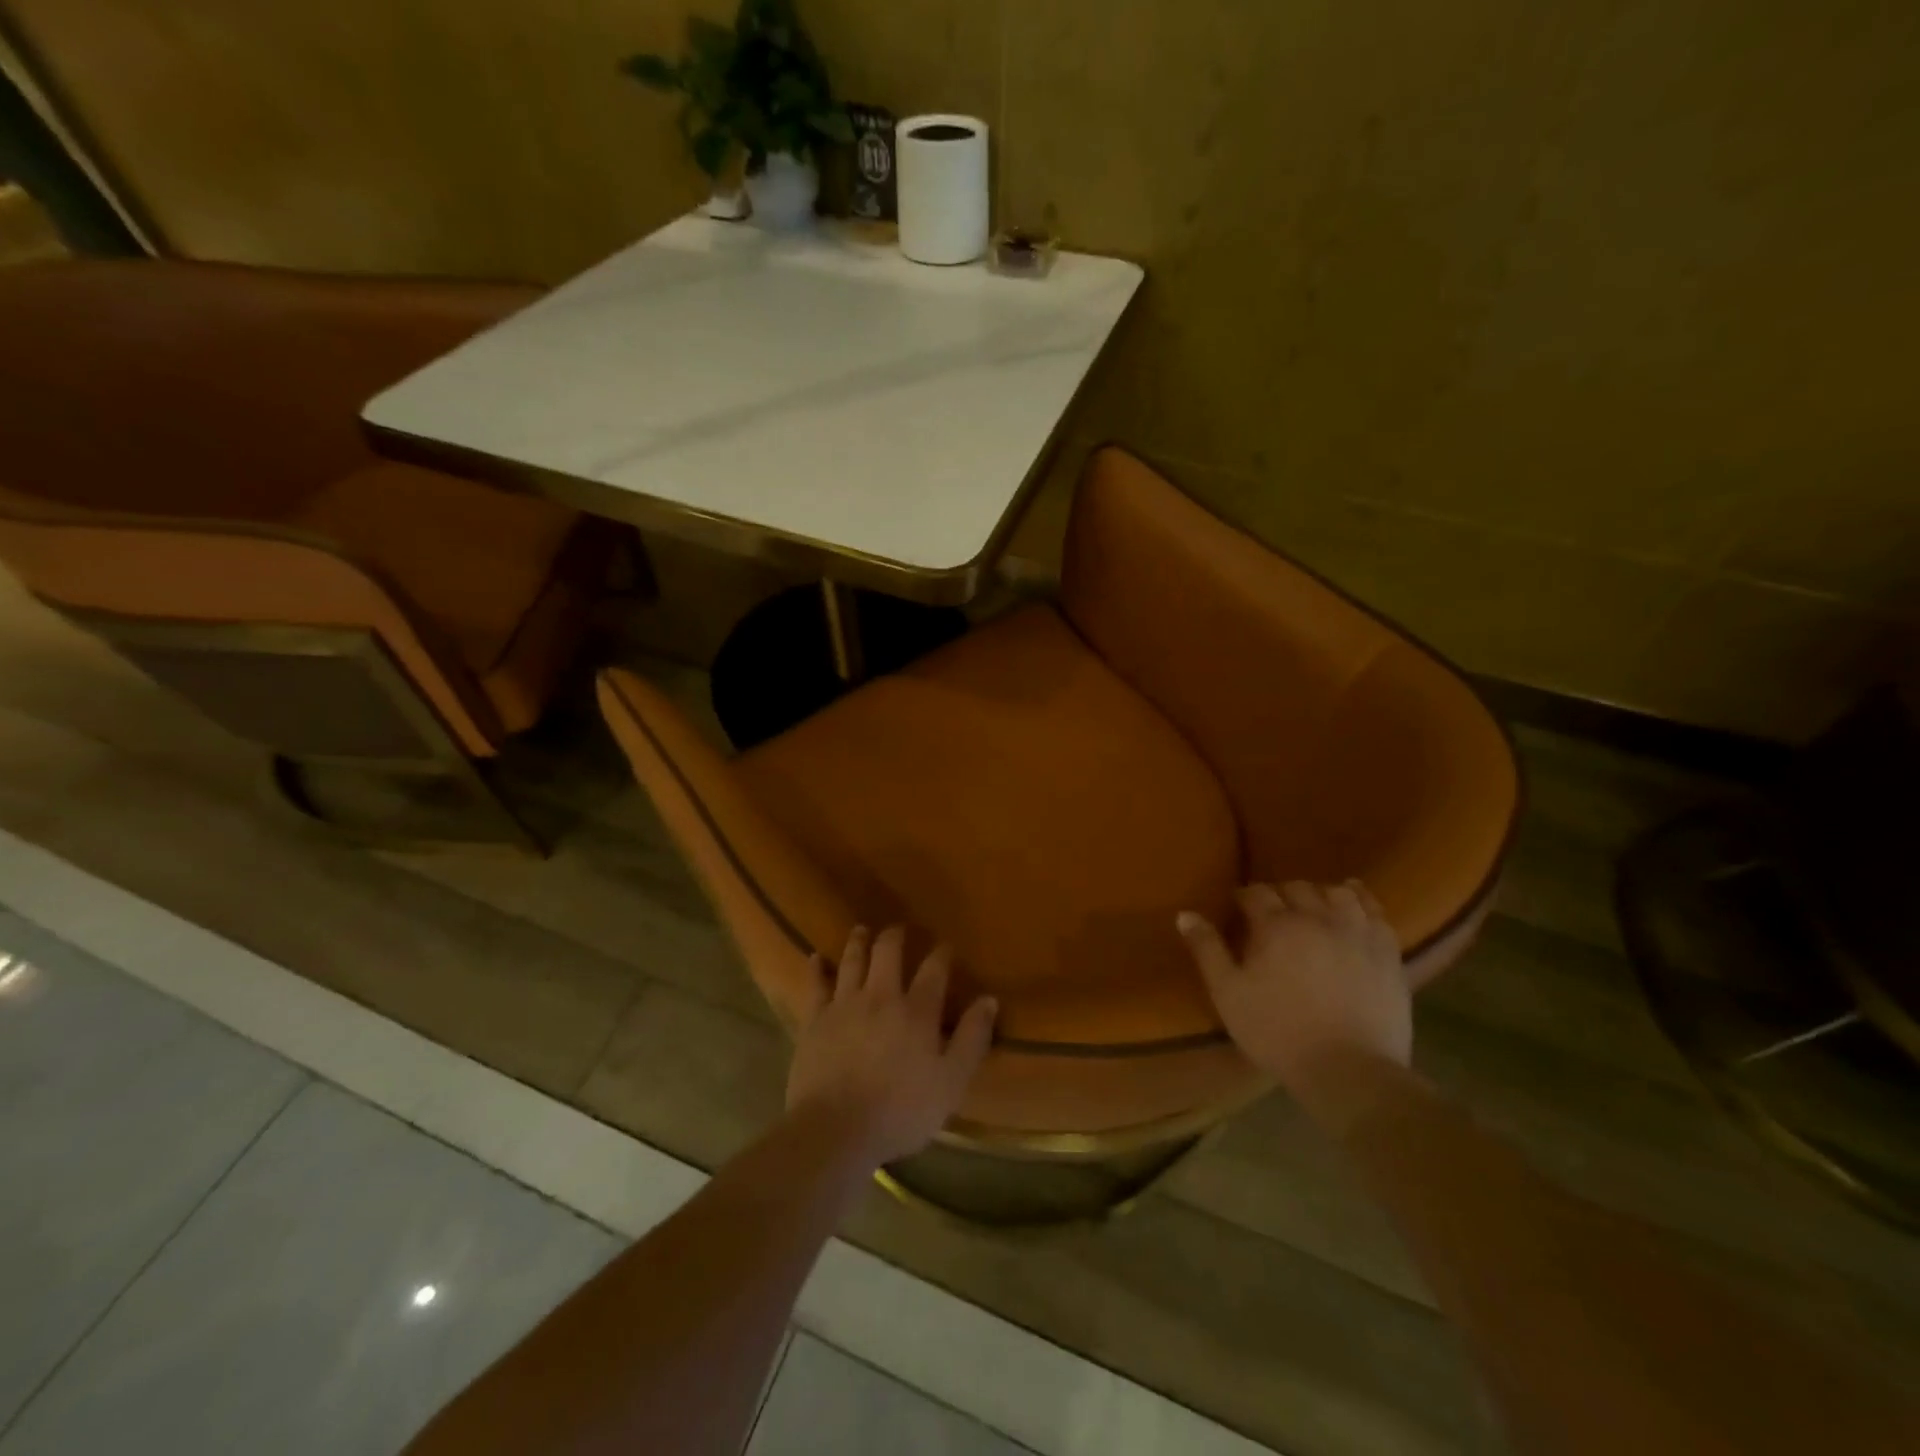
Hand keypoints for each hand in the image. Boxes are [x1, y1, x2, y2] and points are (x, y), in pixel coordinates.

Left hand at [787, 926, 998, 1165]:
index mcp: (917, 1011)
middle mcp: (881, 996)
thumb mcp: (951, 1082)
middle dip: (895, 936)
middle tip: (899, 930)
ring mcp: (844, 1005)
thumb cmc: (901, 1111)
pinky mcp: (815, 1020)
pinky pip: (815, 985)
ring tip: (862, 930)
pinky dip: (817, 969)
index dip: (941, 954)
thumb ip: (972, 1038)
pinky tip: (816, 958)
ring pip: (852, 960)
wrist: (835, 1129)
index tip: (945, 946)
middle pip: (888, 952)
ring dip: (859, 942)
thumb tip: (989, 999)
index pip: (934, 969)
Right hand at [1177, 881, 1411, 1128]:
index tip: (1237, 907)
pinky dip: (1362, 901)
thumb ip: (1207, 950)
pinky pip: (1376, 913)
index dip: (1243, 896)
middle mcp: (1317, 918)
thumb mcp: (1228, 994)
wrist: (1349, 1069)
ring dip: (1320, 893)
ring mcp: (1356, 933)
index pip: (1256, 893)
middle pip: (1296, 888)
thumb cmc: (1278, 1032)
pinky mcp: (1387, 953)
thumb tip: (1185, 914)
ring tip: (1313, 906)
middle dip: (1280, 893)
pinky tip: (1355, 904)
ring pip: (1338, 894)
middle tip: (1271, 910)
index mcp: (1275, 926)